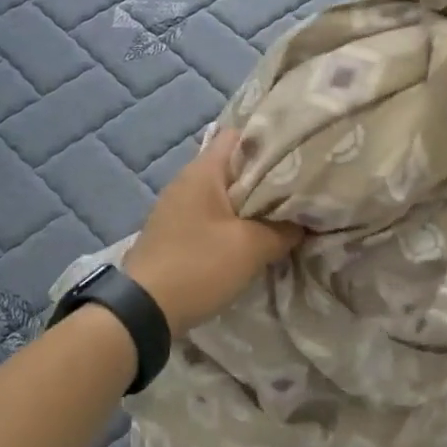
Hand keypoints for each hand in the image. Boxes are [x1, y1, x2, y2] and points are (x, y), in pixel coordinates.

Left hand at [123, 128, 303, 331]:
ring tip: (285, 214)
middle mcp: (187, 180)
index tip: (298, 156)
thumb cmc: (199, 265)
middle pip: (234, 165)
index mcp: (203, 170)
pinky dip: (234, 221)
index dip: (270, 141)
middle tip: (301, 188)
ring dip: (252, 204)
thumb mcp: (252, 248)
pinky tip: (254, 237)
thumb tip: (303, 223)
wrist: (142, 311)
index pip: (240, 135)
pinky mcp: (175, 231)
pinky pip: (212, 215)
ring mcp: (178, 206)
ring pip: (224, 193)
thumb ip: (284, 230)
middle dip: (267, 177)